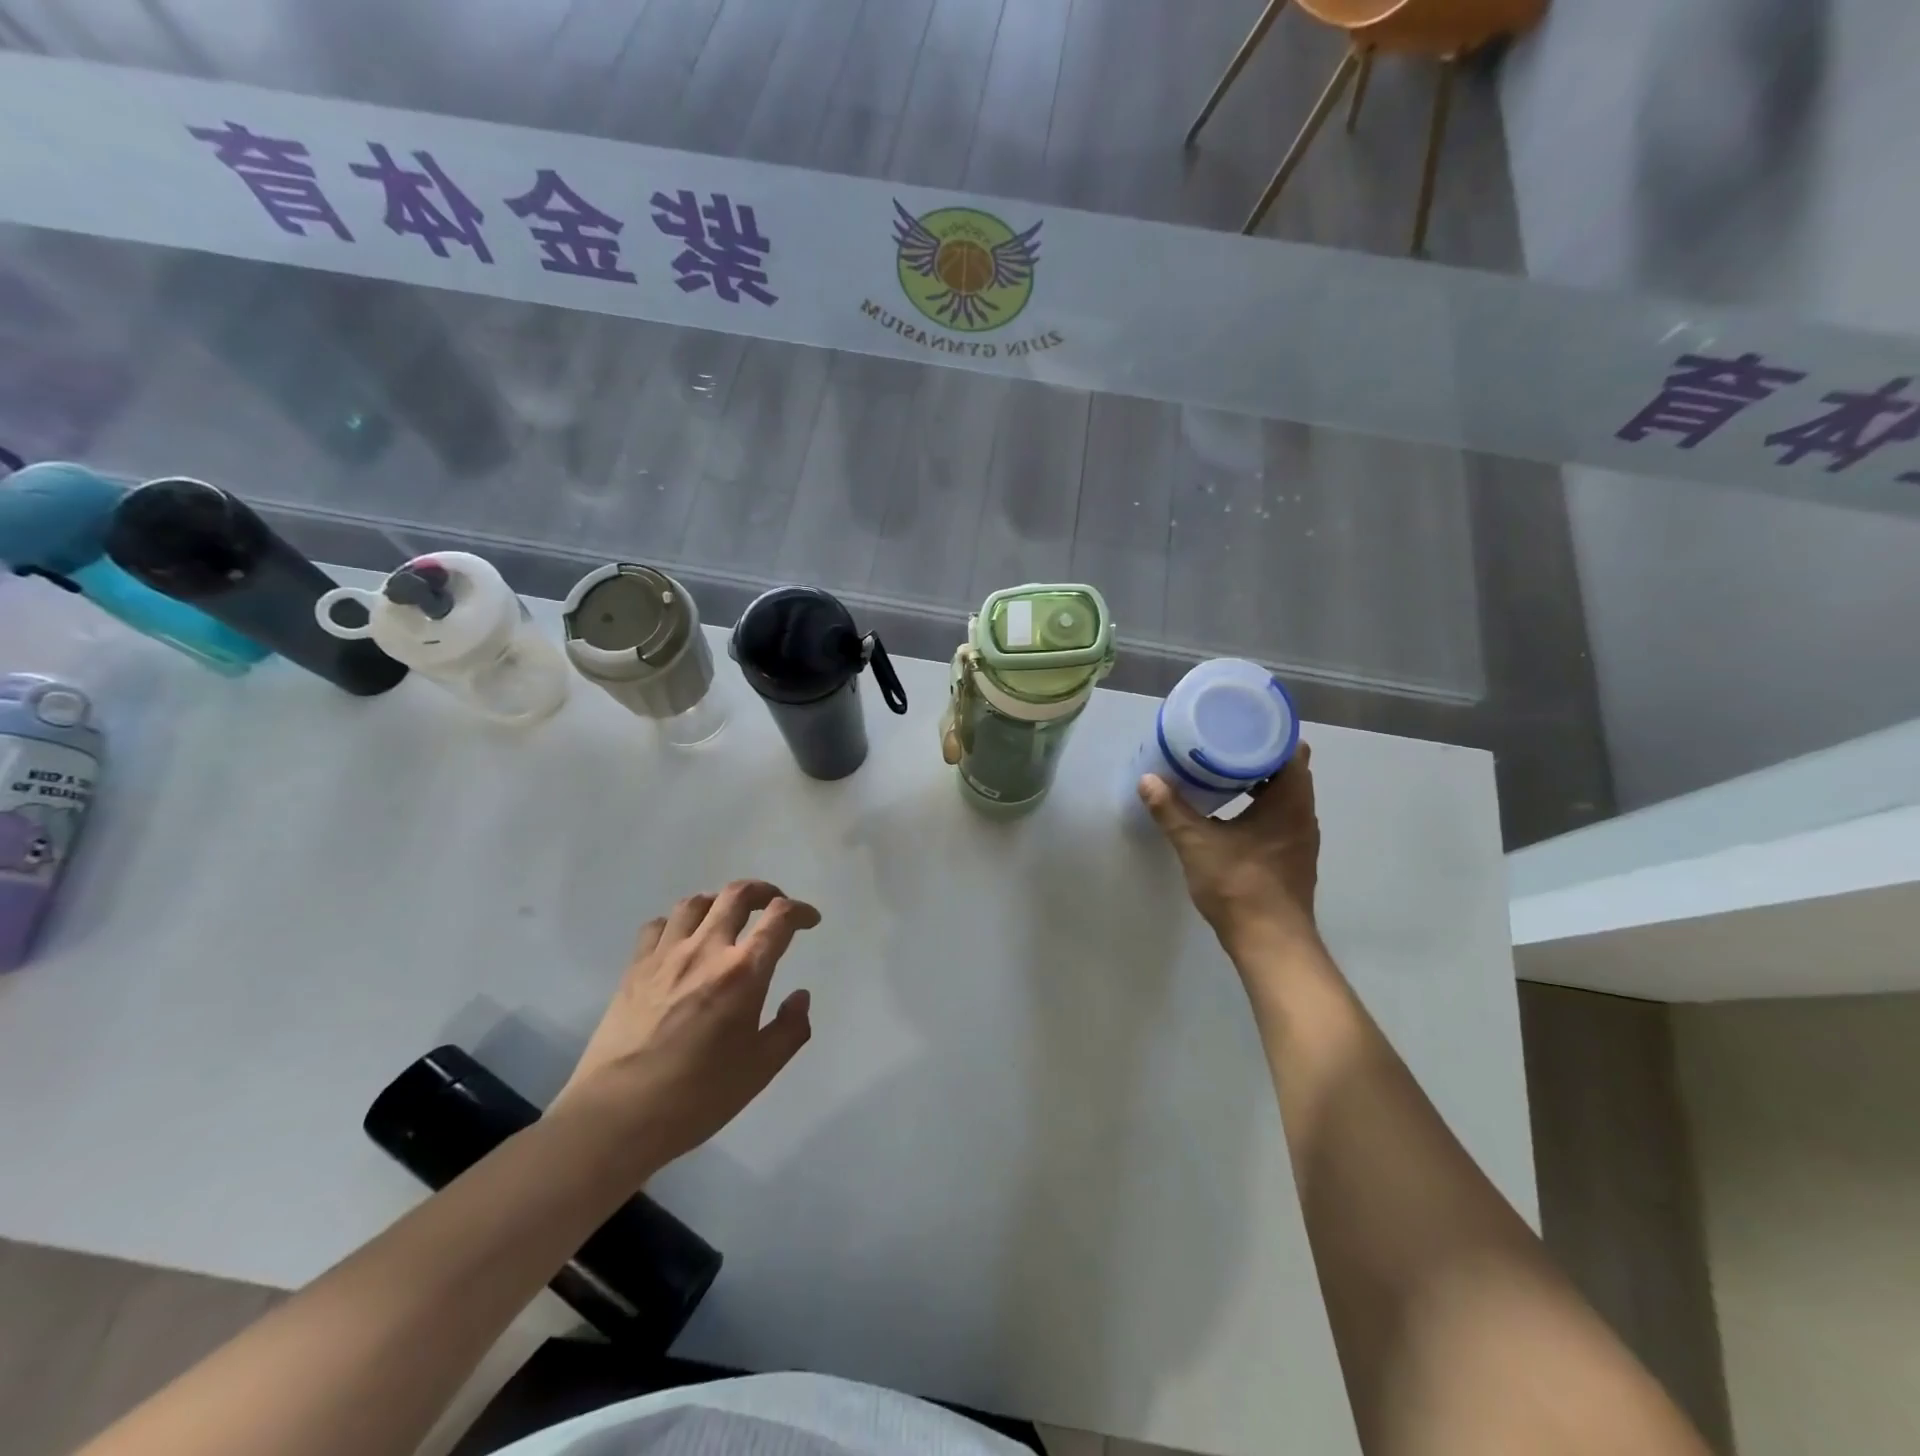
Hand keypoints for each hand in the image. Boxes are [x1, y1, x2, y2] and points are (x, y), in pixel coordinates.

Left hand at [556, 881, 818, 1175]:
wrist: (615, 1116)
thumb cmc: (696, 1096)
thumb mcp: (760, 1070)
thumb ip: (790, 1029)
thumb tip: (799, 996)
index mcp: (743, 972)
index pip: (779, 919)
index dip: (800, 911)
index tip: (809, 920)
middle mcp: (706, 950)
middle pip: (737, 895)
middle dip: (764, 891)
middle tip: (774, 904)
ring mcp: (665, 955)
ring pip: (696, 902)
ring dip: (720, 902)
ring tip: (728, 917)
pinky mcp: (634, 968)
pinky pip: (658, 925)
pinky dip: (678, 923)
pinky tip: (682, 941)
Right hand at [1138, 743, 1320, 951]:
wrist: (1271, 943)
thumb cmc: (1240, 885)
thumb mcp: (1197, 844)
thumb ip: (1171, 810)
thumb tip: (1148, 780)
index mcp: (1290, 802)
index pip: (1291, 751)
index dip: (1269, 734)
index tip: (1241, 724)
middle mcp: (1304, 815)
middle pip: (1288, 771)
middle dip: (1257, 756)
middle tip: (1222, 744)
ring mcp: (1301, 839)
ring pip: (1285, 797)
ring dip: (1259, 783)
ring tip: (1222, 773)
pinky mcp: (1292, 858)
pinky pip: (1281, 817)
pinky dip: (1261, 807)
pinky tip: (1231, 812)